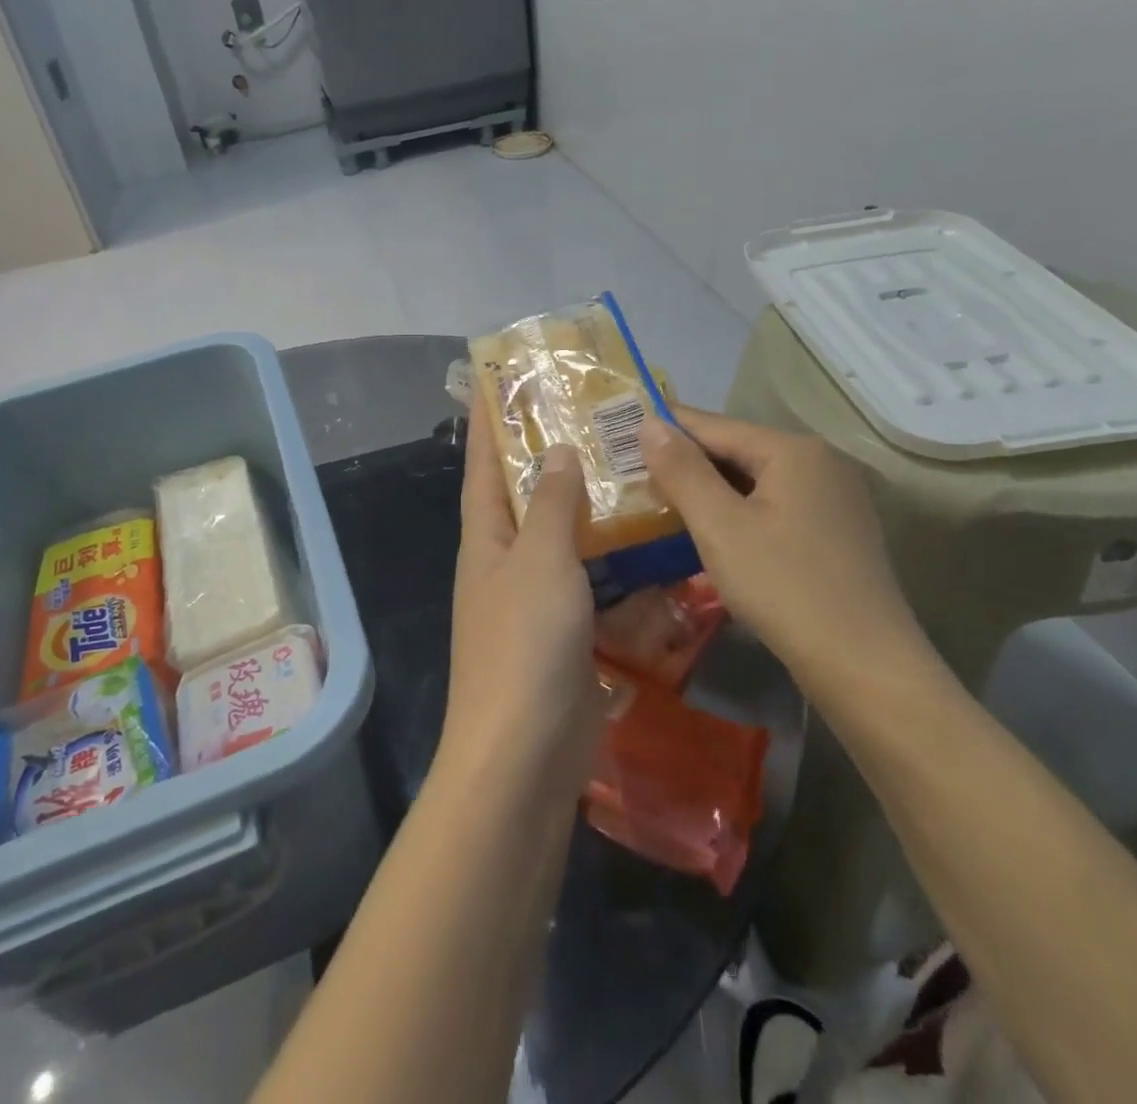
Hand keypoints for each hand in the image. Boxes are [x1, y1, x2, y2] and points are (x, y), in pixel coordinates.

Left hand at [442, 404, 604, 788]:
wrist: (525, 755)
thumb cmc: (524, 645)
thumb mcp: (540, 561)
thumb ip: (553, 504)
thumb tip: (559, 452)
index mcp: (486, 538)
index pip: (483, 465)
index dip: (488, 422)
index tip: (498, 381)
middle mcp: (506, 562)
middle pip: (529, 497)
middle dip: (553, 459)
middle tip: (594, 418)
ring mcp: (537, 601)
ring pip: (567, 540)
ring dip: (593, 511)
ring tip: (632, 470)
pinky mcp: (568, 634)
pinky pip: (594, 585)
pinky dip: (618, 564)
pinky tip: (653, 545)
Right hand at [638, 407, 934, 688]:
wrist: (866, 667)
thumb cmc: (784, 588)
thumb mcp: (719, 526)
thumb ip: (681, 470)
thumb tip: (649, 422)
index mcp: (794, 450)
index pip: (714, 425)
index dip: (665, 429)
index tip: (620, 433)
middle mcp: (821, 462)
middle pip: (738, 450)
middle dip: (687, 463)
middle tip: (634, 477)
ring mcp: (835, 498)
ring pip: (756, 480)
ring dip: (711, 490)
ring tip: (662, 503)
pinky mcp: (838, 531)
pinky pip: (776, 505)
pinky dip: (740, 511)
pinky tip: (713, 531)